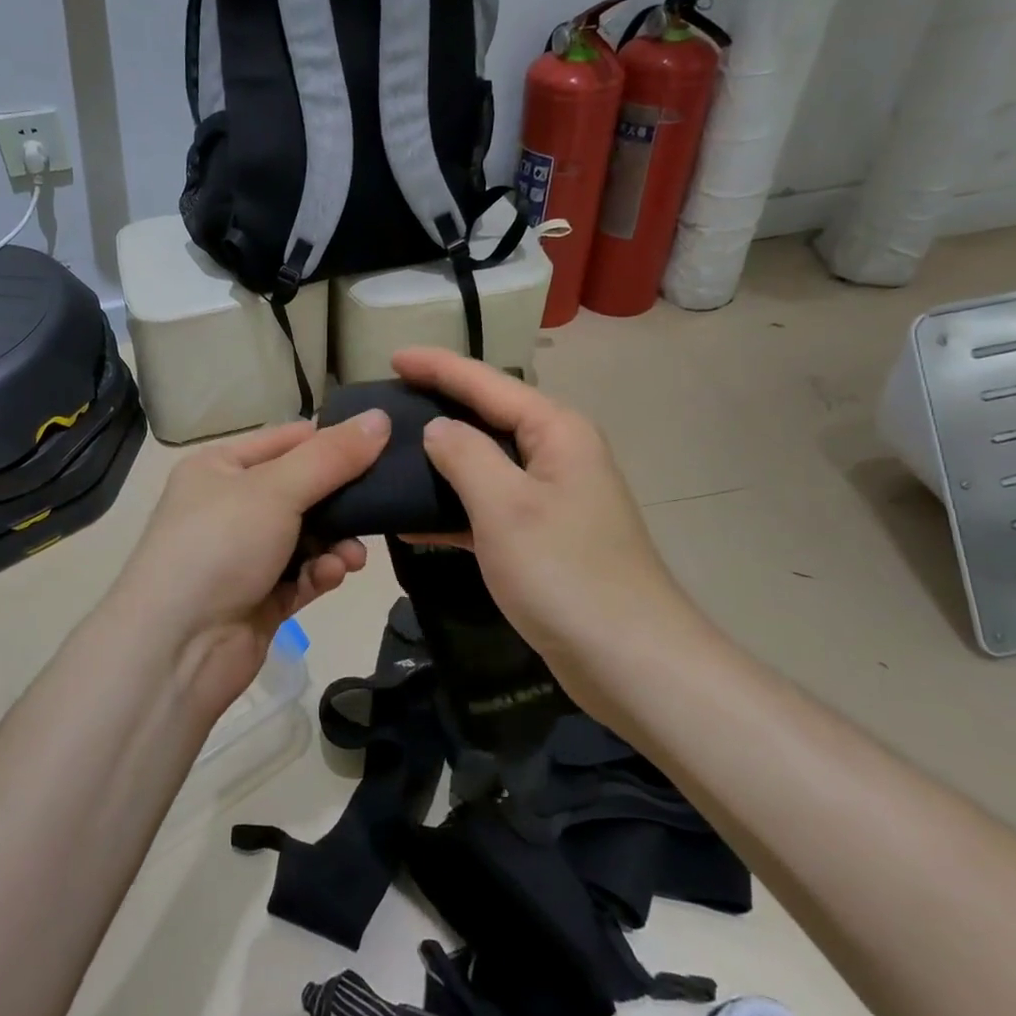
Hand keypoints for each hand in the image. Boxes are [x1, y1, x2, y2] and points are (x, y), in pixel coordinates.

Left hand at [109, 412, 390, 717]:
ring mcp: (244, 555)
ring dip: (336, 542)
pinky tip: (334, 575)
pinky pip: (302, 576)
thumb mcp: (276, 489)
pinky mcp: (259, 598)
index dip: (331, 442)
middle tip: (381, 504)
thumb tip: (381, 417)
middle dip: (341, 500)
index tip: (382, 446)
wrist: (176, 649)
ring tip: (353, 556)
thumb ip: (332, 457)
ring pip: (308, 536)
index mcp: (220, 467)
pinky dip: (320, 573)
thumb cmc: (220, 546)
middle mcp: (229, 506)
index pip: (286, 441)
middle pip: (301, 490)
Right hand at [391, 347, 680, 659]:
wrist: (628, 659)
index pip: (486, 383)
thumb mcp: (505, 505)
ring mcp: (551, 498)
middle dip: (439, 406)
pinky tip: (412, 521)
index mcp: (556, 431)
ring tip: (390, 454)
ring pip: (485, 464)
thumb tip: (436, 429)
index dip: (438, 366)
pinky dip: (453, 509)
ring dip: (441, 460)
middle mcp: (557, 454)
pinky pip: (488, 507)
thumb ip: (465, 456)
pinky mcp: (542, 537)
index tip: (392, 356)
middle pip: (488, 416)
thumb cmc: (564, 572)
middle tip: (387, 403)